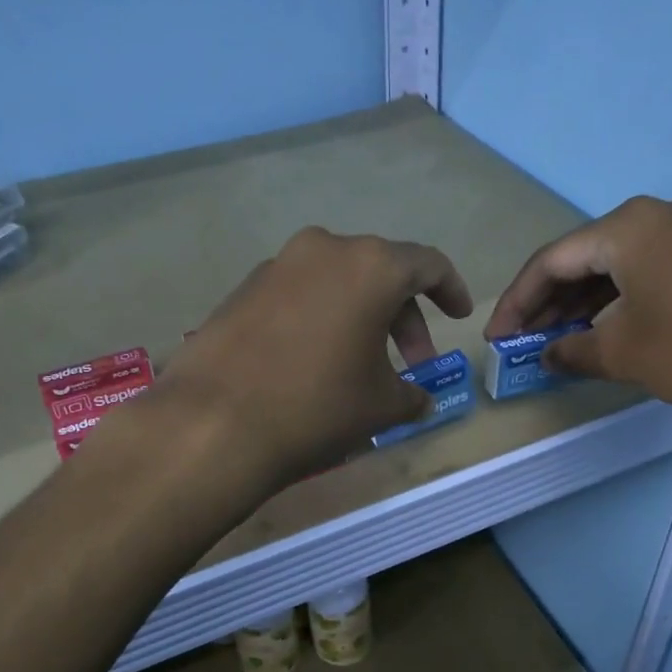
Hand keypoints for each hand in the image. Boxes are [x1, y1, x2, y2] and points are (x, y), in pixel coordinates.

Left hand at [155, 226, 473, 484]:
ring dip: (360, 315)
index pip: (427, 264)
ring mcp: (278, 265)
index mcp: (371, 265)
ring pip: (337, 281)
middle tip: (411, 362)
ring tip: (361, 363)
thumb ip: (412, 395)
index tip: (458, 316)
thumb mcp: (380, 406)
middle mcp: (325, 249)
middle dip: (404, 315)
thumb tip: (420, 400)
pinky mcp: (243, 288)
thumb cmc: (317, 405)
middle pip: (381, 271)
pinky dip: (320, 317)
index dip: (450, 290)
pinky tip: (313, 359)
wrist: (213, 422)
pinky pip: (299, 293)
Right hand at [485, 195, 671, 425]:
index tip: (498, 338)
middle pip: (586, 256)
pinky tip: (613, 328)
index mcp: (628, 226)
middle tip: (527, 342)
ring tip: (564, 341)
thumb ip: (572, 351)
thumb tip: (546, 356)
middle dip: (552, 302)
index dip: (518, 301)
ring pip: (622, 263)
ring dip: (588, 302)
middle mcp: (661, 213)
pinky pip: (655, 268)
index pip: (552, 260)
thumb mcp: (625, 354)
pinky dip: (625, 297)